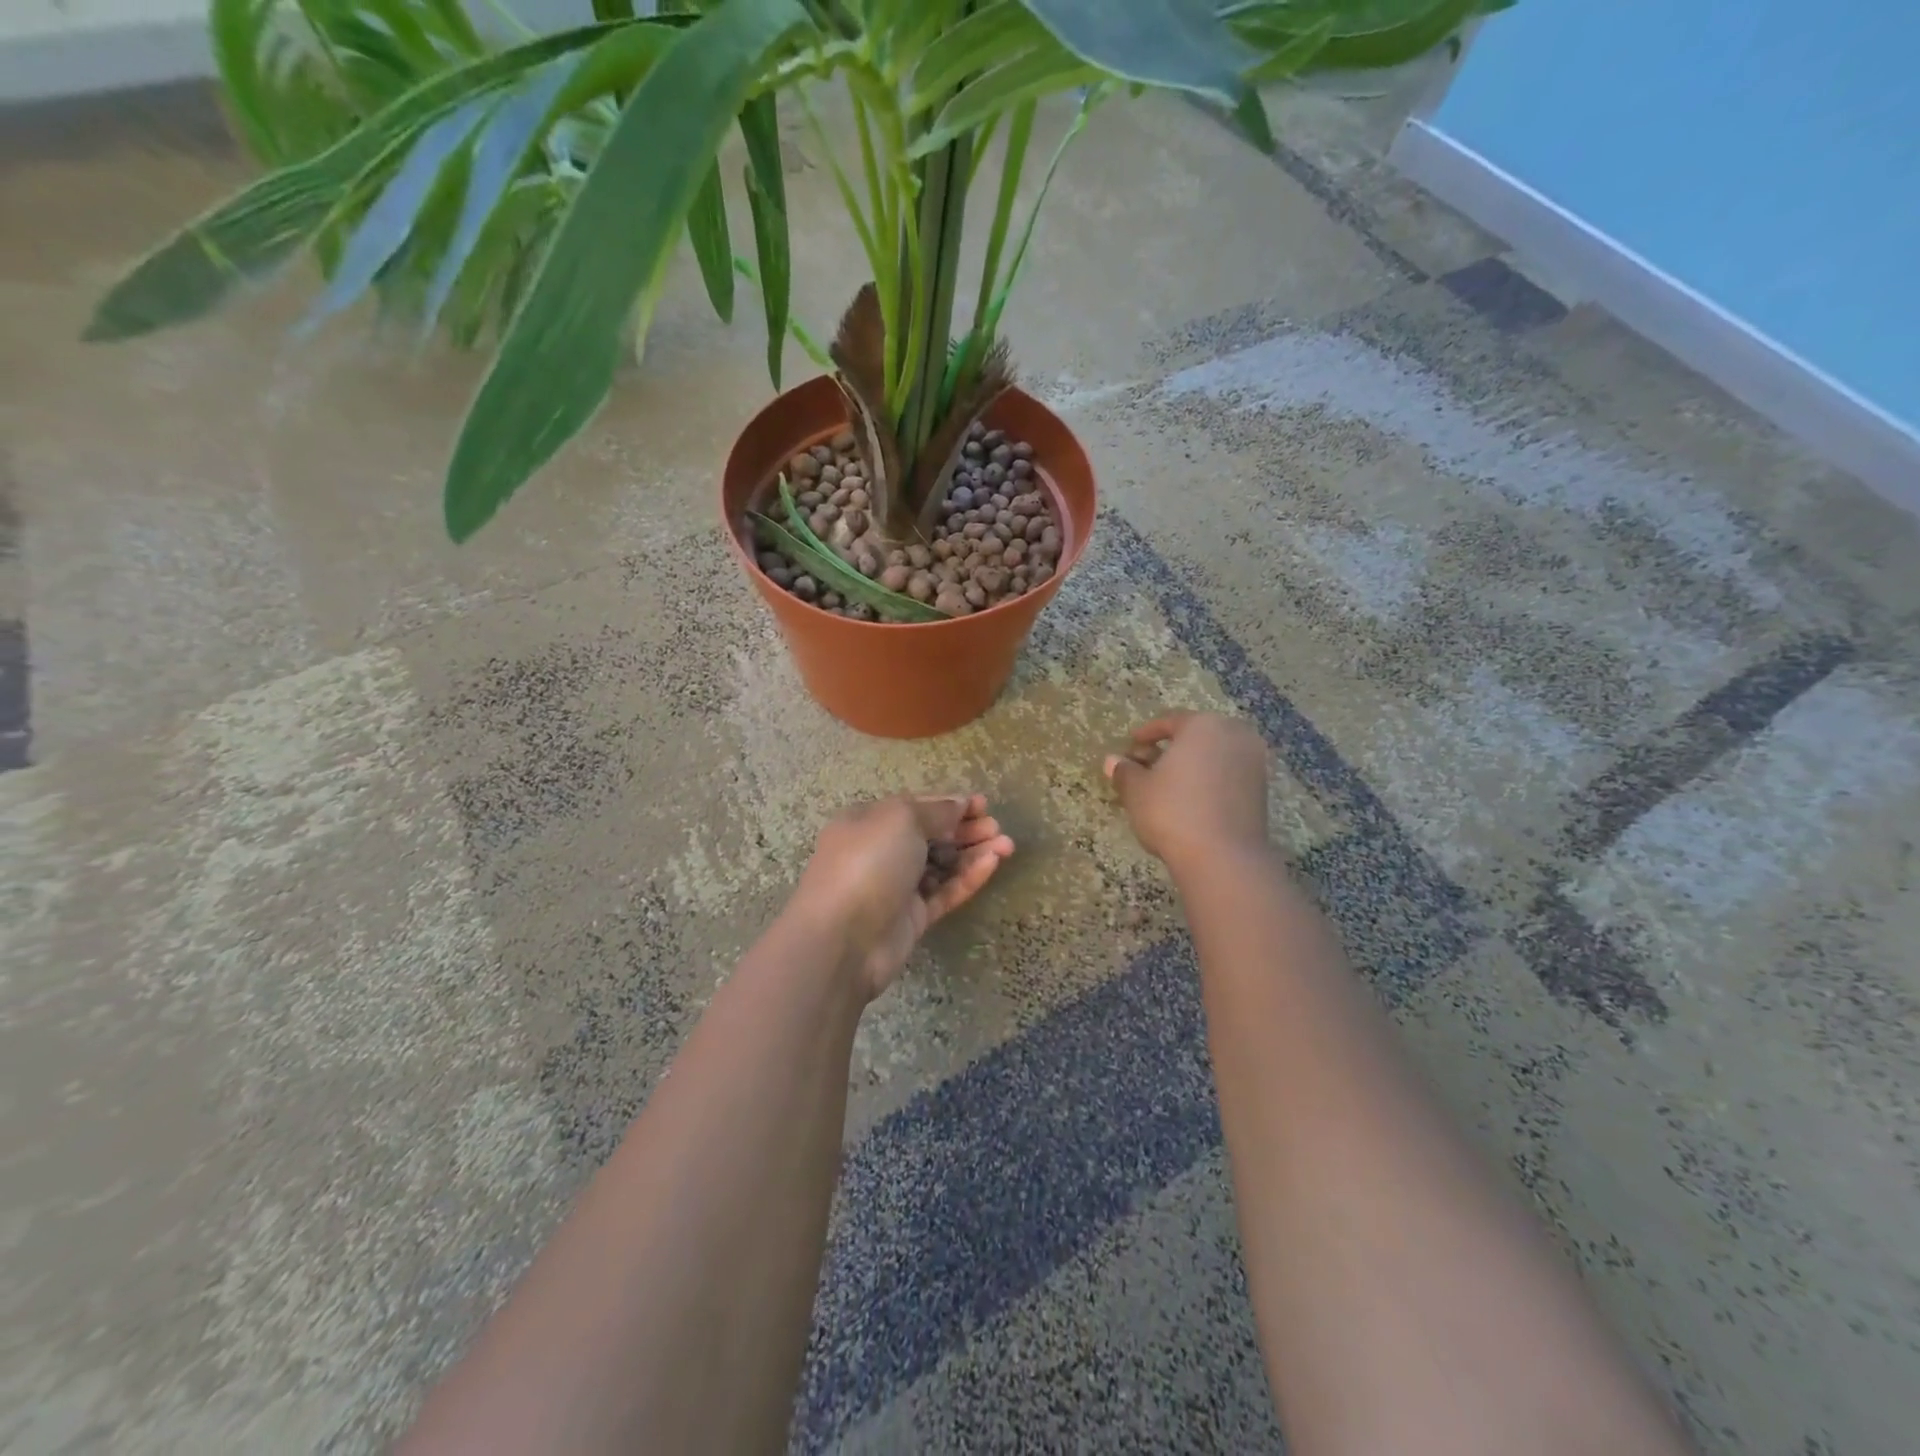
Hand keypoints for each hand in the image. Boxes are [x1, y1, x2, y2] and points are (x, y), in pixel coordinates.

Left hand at [794, 794, 1014, 1000]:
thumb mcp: (900, 819)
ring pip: (941, 865)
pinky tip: (991, 865)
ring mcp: (896, 887)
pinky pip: (944, 893)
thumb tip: (958, 804)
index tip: (982, 804)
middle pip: (931, 835)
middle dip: (965, 829)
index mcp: (868, 821)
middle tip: (996, 827)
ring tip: (1006, 846)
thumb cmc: (867, 863)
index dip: (949, 803)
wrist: (842, 939)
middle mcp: (880, 851)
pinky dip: (967, 878)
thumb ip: (935, 811)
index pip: (915, 807)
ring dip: (972, 853)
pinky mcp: (911, 918)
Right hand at [1104, 713, 1270, 873]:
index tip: (1131, 746)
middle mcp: (1234, 735)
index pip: (1170, 721)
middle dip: (1171, 749)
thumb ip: (1125, 771)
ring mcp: (1254, 762)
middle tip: (1146, 766)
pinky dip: (1209, 781)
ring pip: (1214, 756)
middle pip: (1196, 736)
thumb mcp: (1137, 790)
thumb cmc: (1173, 811)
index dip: (1146, 734)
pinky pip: (1228, 775)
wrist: (1224, 857)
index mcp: (1203, 725)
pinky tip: (1190, 801)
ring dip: (1191, 766)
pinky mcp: (1262, 790)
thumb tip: (1112, 761)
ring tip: (1166, 787)